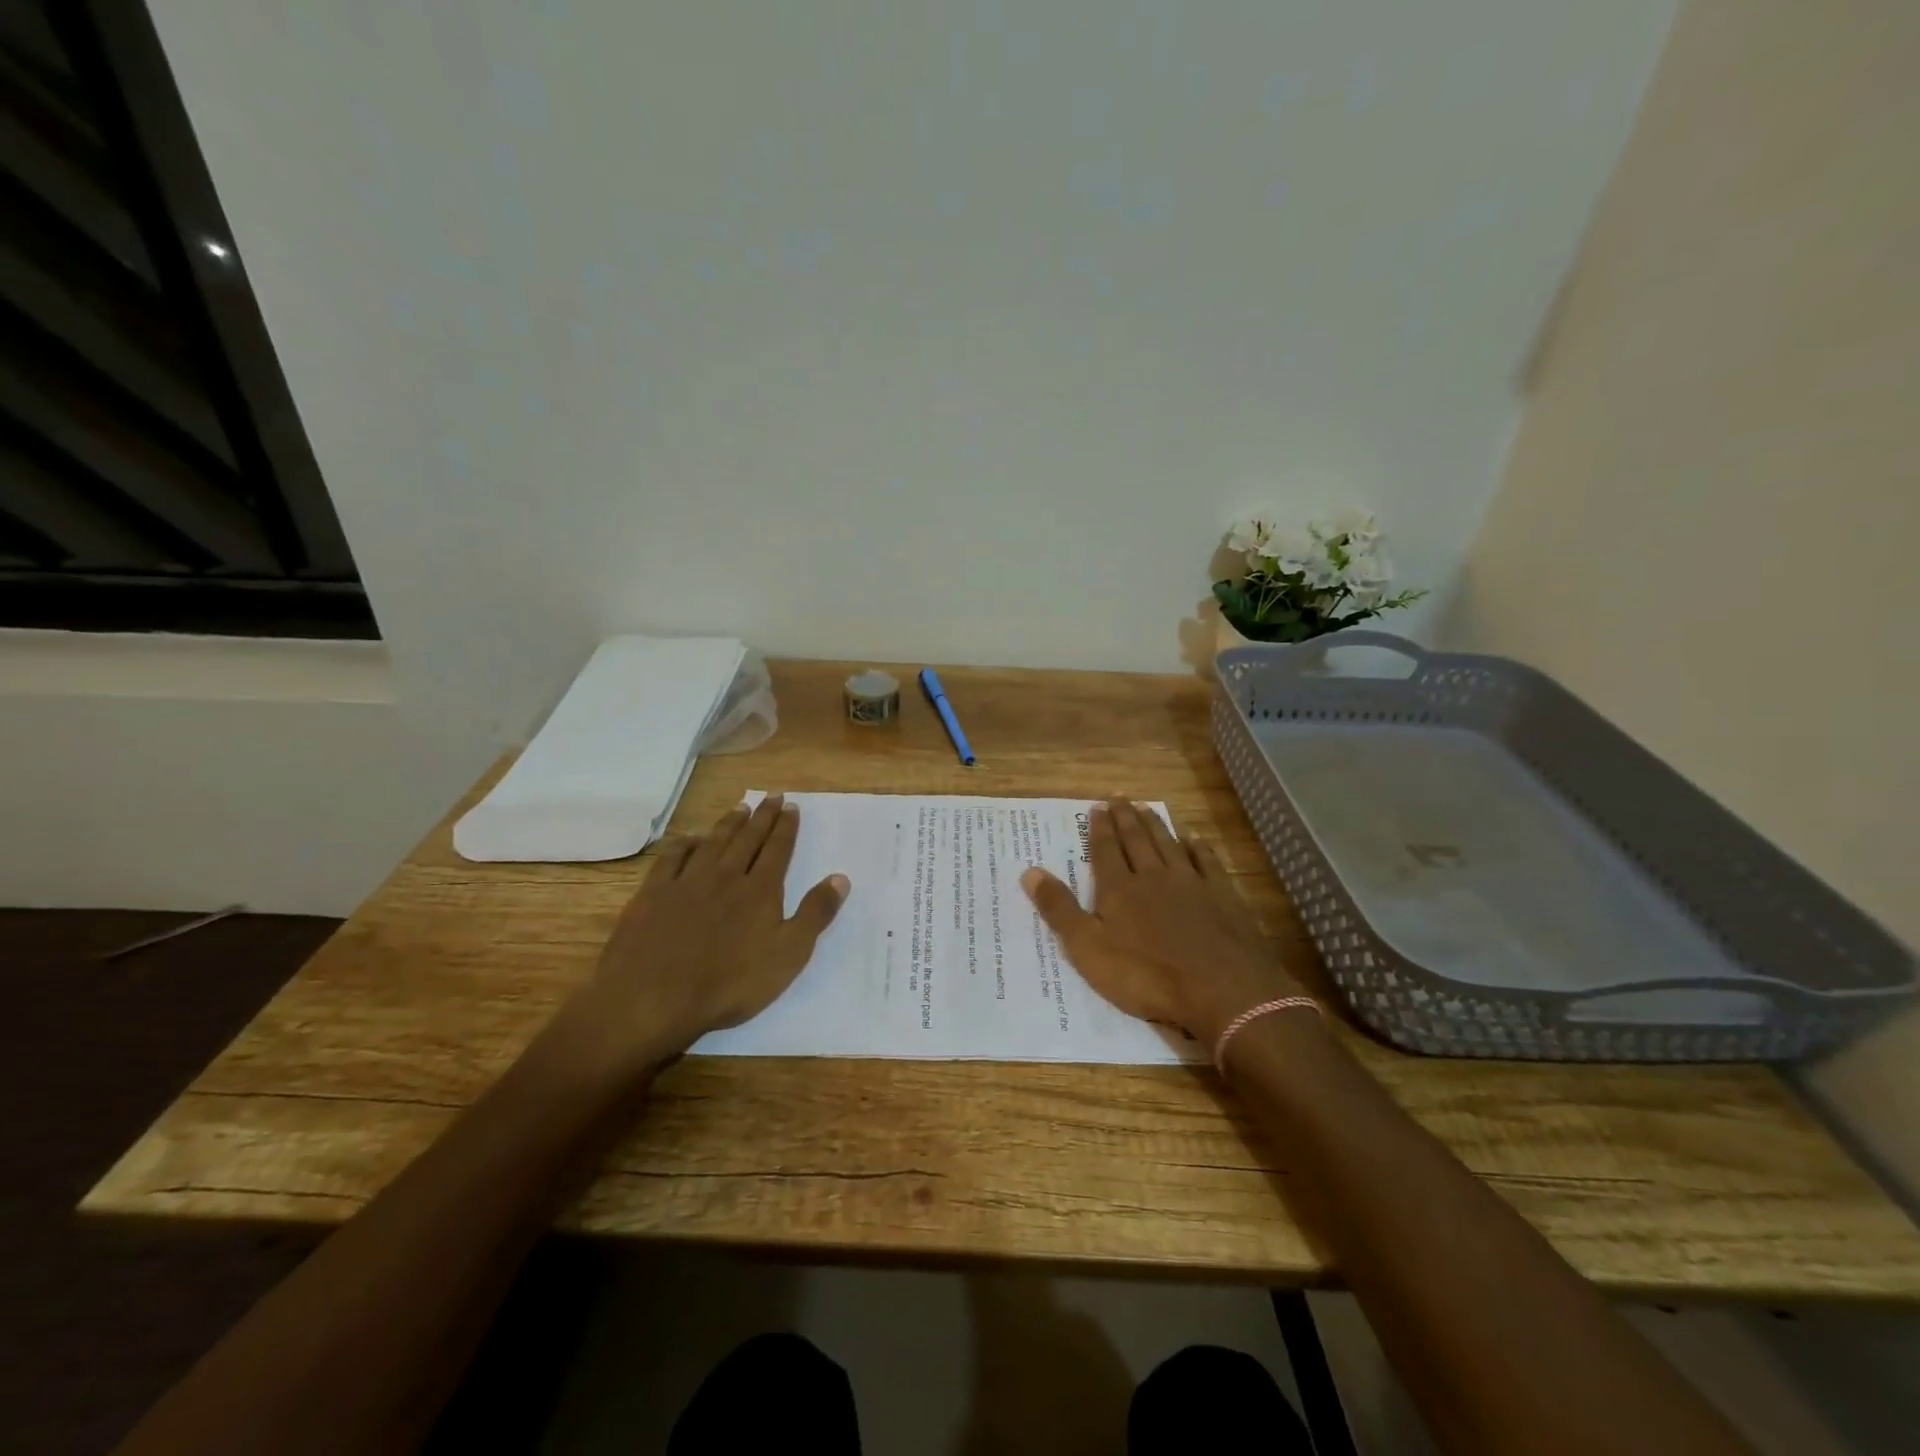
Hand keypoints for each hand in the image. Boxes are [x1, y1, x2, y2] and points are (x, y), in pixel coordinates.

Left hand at [554, 795, 849, 1069]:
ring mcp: (687, 883)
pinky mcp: (653, 895)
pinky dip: (684, 844)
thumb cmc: (730, 984)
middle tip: (771, 796)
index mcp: (760, 891)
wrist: (653, 998)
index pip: (778, 850)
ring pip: (713, 843)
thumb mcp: (789, 955)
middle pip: (748, 839)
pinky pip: (671, 859)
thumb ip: (815, 914)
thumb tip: (840, 877)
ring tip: (740, 808)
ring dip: (728, 824)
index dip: (786, 827)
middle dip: (762, 817)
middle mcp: (726, 876)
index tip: (791, 806)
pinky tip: (690, 837)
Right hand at [1020, 801, 1303, 1045]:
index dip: (1099, 829)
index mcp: (1119, 890)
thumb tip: (1030, 871)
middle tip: (1119, 797)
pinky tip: (1194, 838)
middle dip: (1125, 819)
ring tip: (1147, 808)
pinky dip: (1198, 847)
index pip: (1105, 851)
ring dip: (1156, 826)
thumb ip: (1059, 910)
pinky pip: (1207, 861)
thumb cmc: (1147, 975)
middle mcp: (1153, 877)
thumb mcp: (1088, 949)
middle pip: (1137, 841)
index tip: (1097, 806)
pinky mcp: (1223, 897)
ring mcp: (1191, 884)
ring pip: (1169, 845)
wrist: (1221, 991)